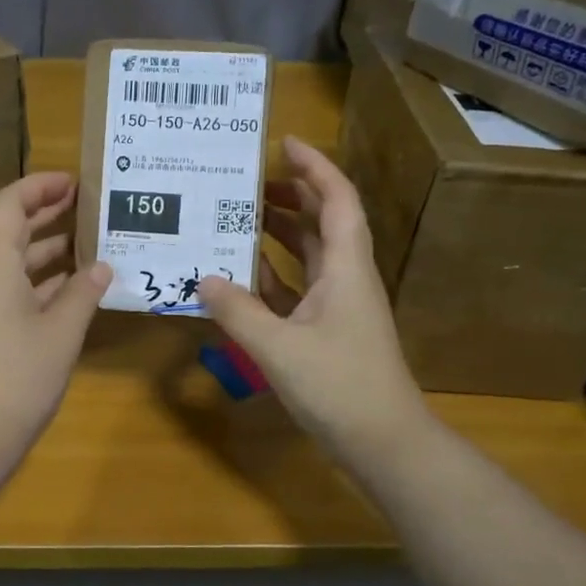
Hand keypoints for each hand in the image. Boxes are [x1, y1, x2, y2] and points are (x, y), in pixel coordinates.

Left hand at [0, 173, 111, 470]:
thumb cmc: (16, 376)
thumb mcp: (60, 332)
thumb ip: (82, 293)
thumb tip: (101, 266)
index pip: (9, 204)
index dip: (39, 186)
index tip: (76, 182)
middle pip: (13, 230)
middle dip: (49, 213)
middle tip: (91, 205)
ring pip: (18, 263)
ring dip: (52, 250)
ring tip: (95, 243)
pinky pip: (19, 291)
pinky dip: (47, 283)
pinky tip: (79, 289)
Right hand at [197, 137, 428, 471]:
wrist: (383, 442)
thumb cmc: (340, 386)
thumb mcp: (279, 347)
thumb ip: (237, 311)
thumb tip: (202, 278)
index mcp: (346, 268)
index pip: (337, 201)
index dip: (315, 167)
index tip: (284, 143)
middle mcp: (346, 278)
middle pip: (323, 222)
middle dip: (291, 196)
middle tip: (248, 183)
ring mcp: (338, 306)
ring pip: (309, 255)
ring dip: (280, 234)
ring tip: (239, 219)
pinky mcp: (327, 332)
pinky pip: (297, 289)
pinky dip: (272, 276)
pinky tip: (241, 276)